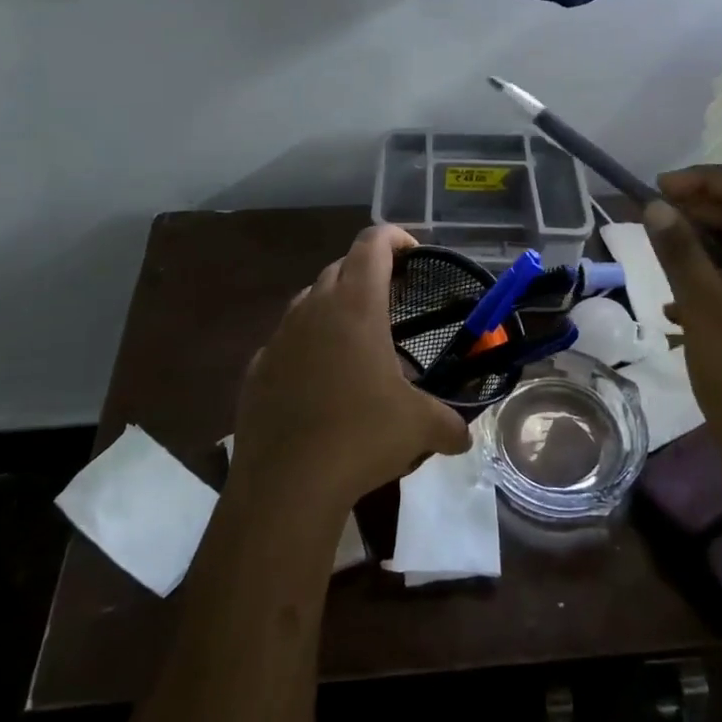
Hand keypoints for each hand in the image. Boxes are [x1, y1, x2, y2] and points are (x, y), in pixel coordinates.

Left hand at [232, 225, 472, 513]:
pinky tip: (320, 379)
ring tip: (357, 338)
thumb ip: (449, 424)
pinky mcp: (257, 369)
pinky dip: (307, 345)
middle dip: (367, 272)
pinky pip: (286, 341)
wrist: (286, 484)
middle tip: (392, 299)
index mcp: (356, 306)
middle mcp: (314, 309)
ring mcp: (279, 337)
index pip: (373, 244)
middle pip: (340, 267)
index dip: (395, 237)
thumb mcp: (419, 428)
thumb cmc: (361, 437)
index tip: (414, 252)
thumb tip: (464, 437)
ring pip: (309, 300)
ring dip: (335, 306)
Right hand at [643, 166, 721, 461]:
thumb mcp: (706, 310)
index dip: (705, 181)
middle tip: (652, 220)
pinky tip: (676, 306)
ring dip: (703, 247)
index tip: (659, 190)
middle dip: (700, 211)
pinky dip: (714, 281)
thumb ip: (680, 253)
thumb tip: (656, 207)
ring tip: (659, 257)